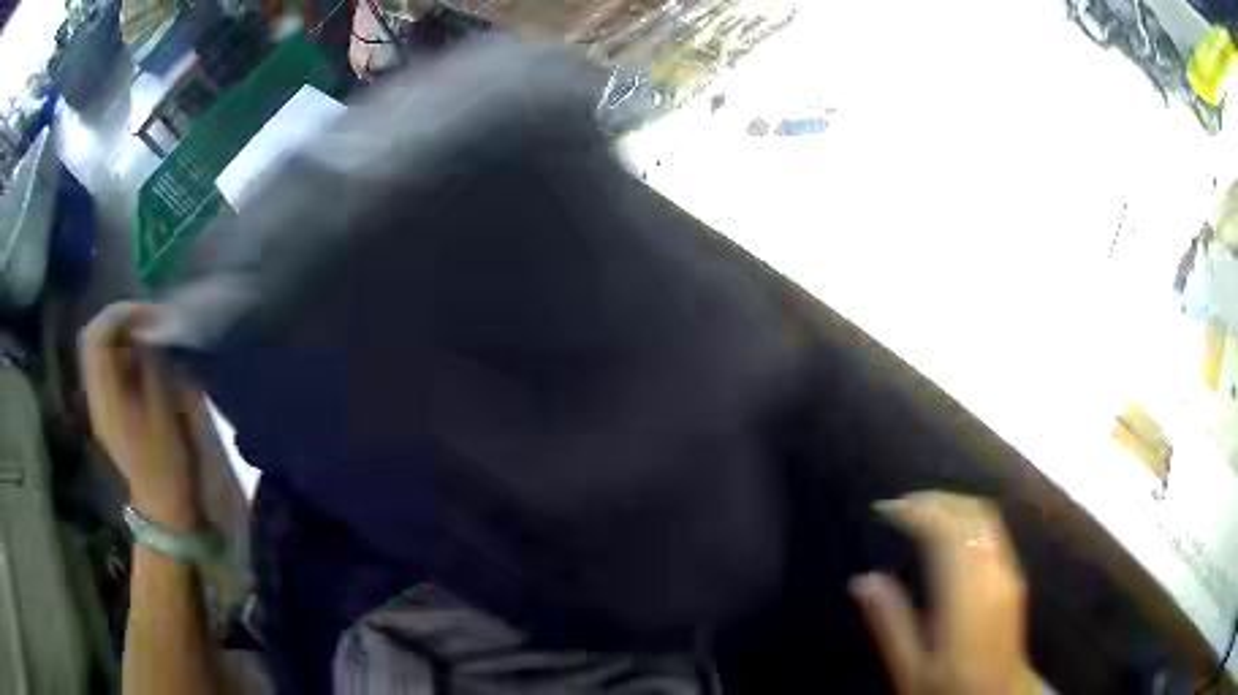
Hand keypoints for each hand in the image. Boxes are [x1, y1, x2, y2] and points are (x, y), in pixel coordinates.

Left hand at [81, 302, 201, 531]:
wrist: (162, 507)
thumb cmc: (166, 465)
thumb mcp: (163, 415)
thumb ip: (151, 367)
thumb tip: (149, 329)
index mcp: (105, 399)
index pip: (97, 336)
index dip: (122, 314)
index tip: (152, 316)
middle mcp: (95, 395)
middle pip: (94, 337)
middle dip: (121, 319)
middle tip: (151, 322)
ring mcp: (99, 402)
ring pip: (99, 348)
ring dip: (123, 334)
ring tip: (150, 337)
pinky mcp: (107, 407)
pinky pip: (107, 364)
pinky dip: (123, 351)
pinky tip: (142, 359)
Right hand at [851, 492, 1043, 694]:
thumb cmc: (948, 687)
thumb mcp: (909, 668)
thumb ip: (889, 623)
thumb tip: (863, 580)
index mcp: (966, 594)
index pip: (946, 531)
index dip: (916, 511)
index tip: (887, 509)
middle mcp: (993, 573)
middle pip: (969, 513)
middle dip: (934, 500)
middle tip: (901, 506)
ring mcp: (1008, 572)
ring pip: (985, 517)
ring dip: (952, 506)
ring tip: (921, 512)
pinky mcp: (1014, 576)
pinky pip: (992, 530)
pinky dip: (967, 518)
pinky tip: (950, 534)